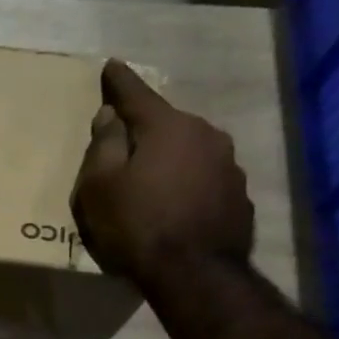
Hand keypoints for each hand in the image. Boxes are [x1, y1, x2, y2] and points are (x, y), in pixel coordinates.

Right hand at [71, 60, 253, 288]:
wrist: (195, 274)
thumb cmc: (136, 225)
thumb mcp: (100, 187)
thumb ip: (103, 146)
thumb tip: (110, 116)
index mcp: (167, 127)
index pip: (137, 95)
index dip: (120, 82)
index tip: (112, 65)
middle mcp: (205, 135)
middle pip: (167, 124)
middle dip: (145, 129)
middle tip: (124, 142)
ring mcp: (228, 166)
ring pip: (190, 152)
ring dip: (169, 159)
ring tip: (151, 180)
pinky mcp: (238, 196)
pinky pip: (203, 180)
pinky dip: (187, 185)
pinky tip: (174, 206)